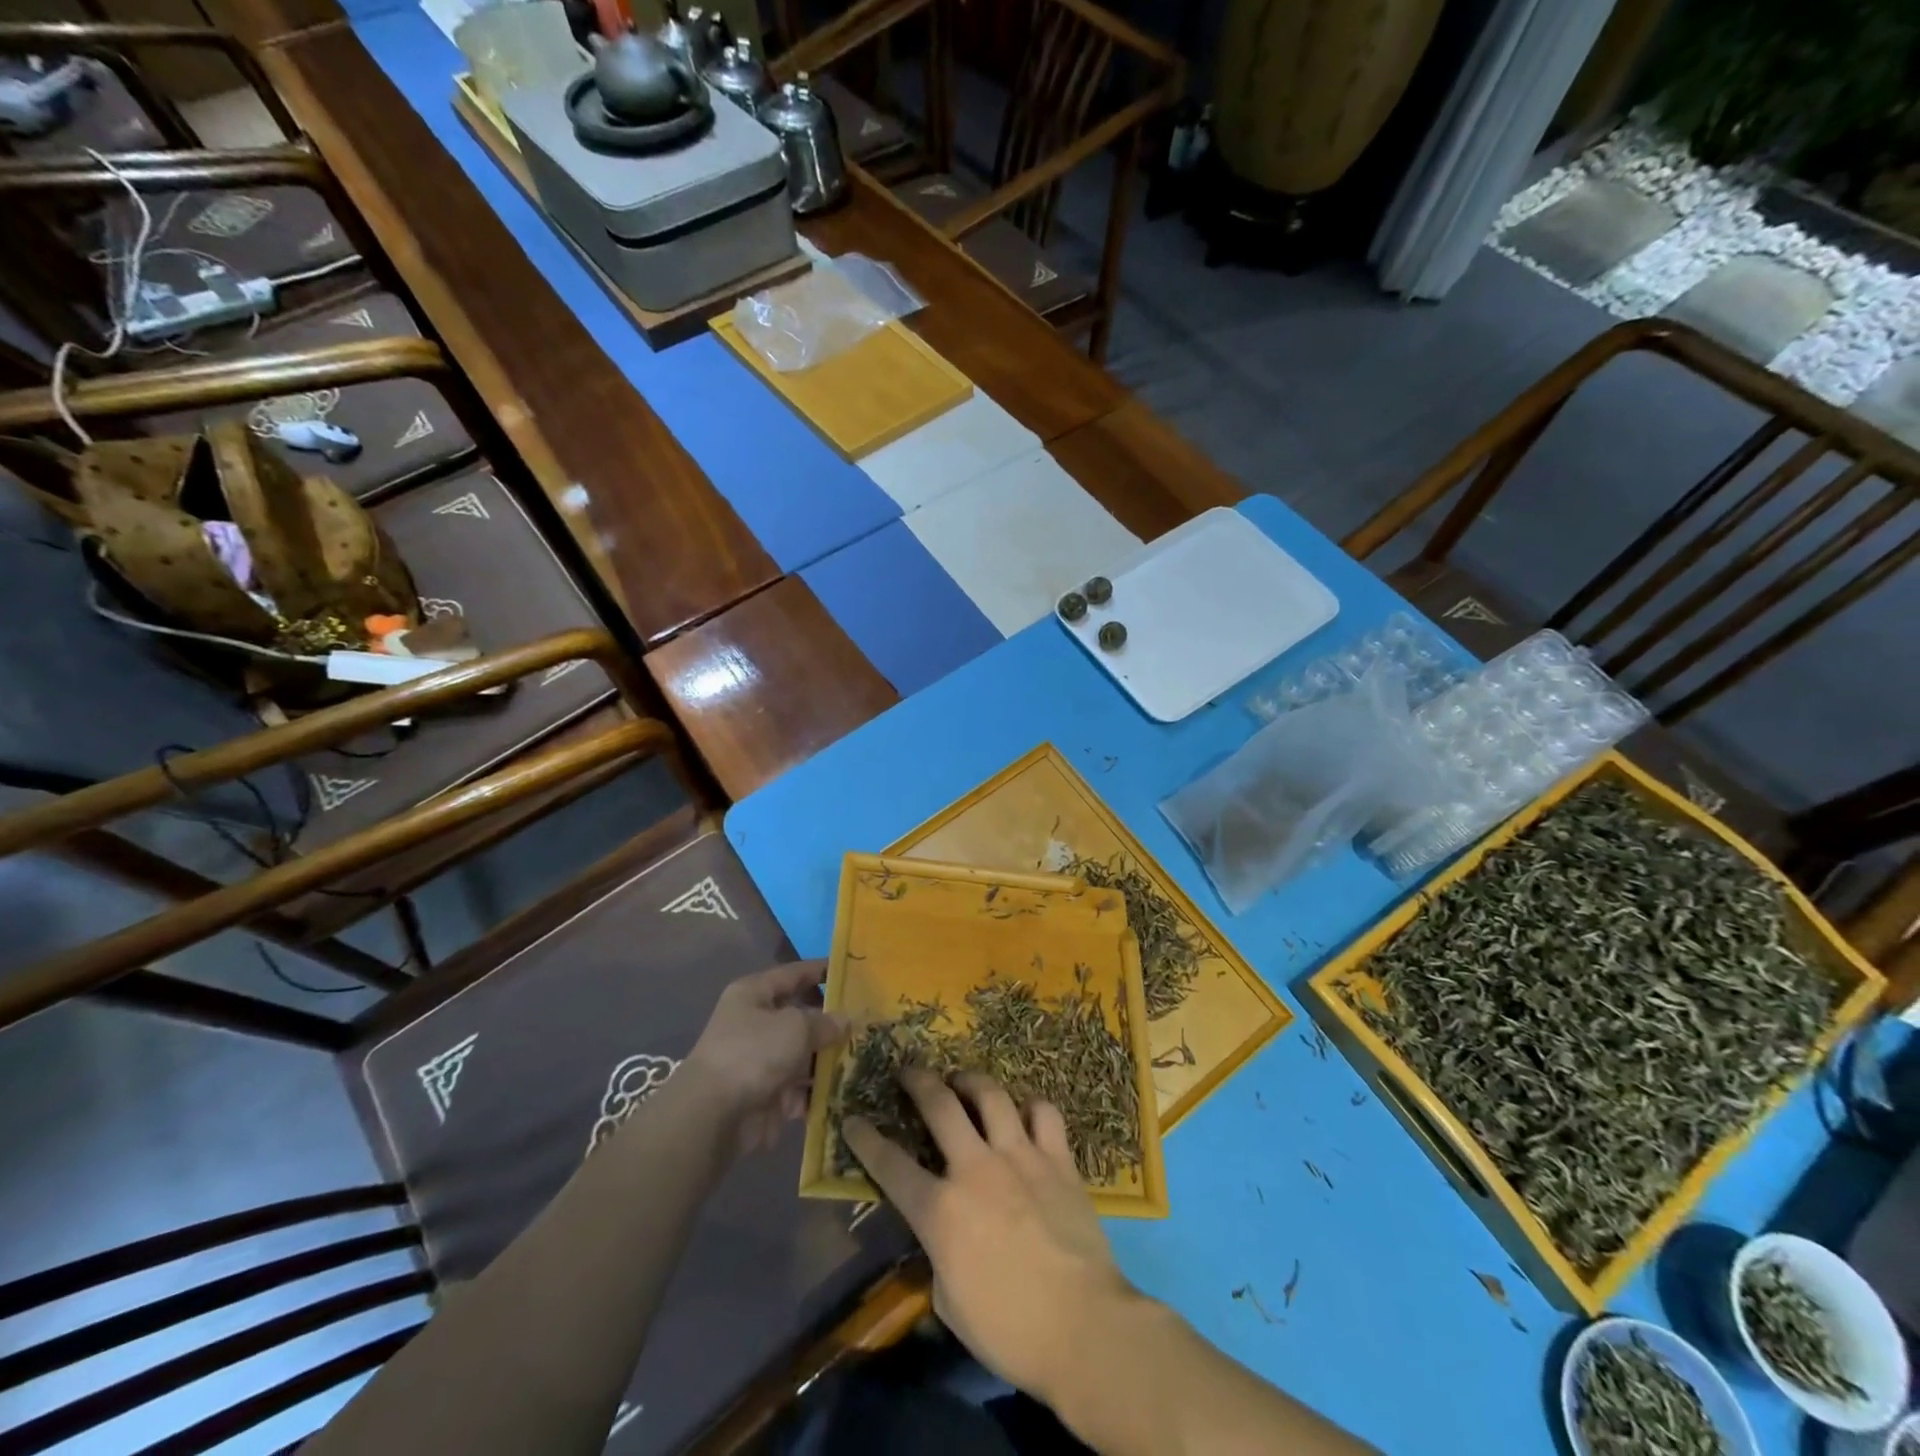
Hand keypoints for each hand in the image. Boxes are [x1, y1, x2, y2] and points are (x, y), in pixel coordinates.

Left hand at [682, 961, 844, 1153]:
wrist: (713, 1116)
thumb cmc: (754, 1052)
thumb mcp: (796, 1026)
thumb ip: (824, 1022)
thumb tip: (844, 1020)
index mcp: (754, 994)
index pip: (793, 974)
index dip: (820, 970)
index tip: (851, 971)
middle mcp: (754, 1023)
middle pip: (799, 1017)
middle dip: (830, 1022)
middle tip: (866, 1022)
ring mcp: (759, 1061)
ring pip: (802, 1054)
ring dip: (826, 1059)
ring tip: (862, 1059)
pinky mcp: (764, 1094)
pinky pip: (798, 1087)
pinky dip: (815, 1090)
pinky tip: (842, 1091)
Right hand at [843, 1068, 1136, 1403]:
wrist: (1084, 1328)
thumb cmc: (1010, 1331)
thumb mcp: (950, 1302)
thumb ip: (939, 1255)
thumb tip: (944, 1236)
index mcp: (940, 1211)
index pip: (890, 1165)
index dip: (865, 1139)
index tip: (852, 1119)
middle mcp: (975, 1169)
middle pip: (939, 1106)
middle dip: (918, 1081)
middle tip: (909, 1071)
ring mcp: (1020, 1157)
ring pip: (990, 1095)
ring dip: (971, 1081)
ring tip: (962, 1079)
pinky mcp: (1058, 1159)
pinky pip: (1043, 1113)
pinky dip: (1030, 1107)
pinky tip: (1024, 1112)